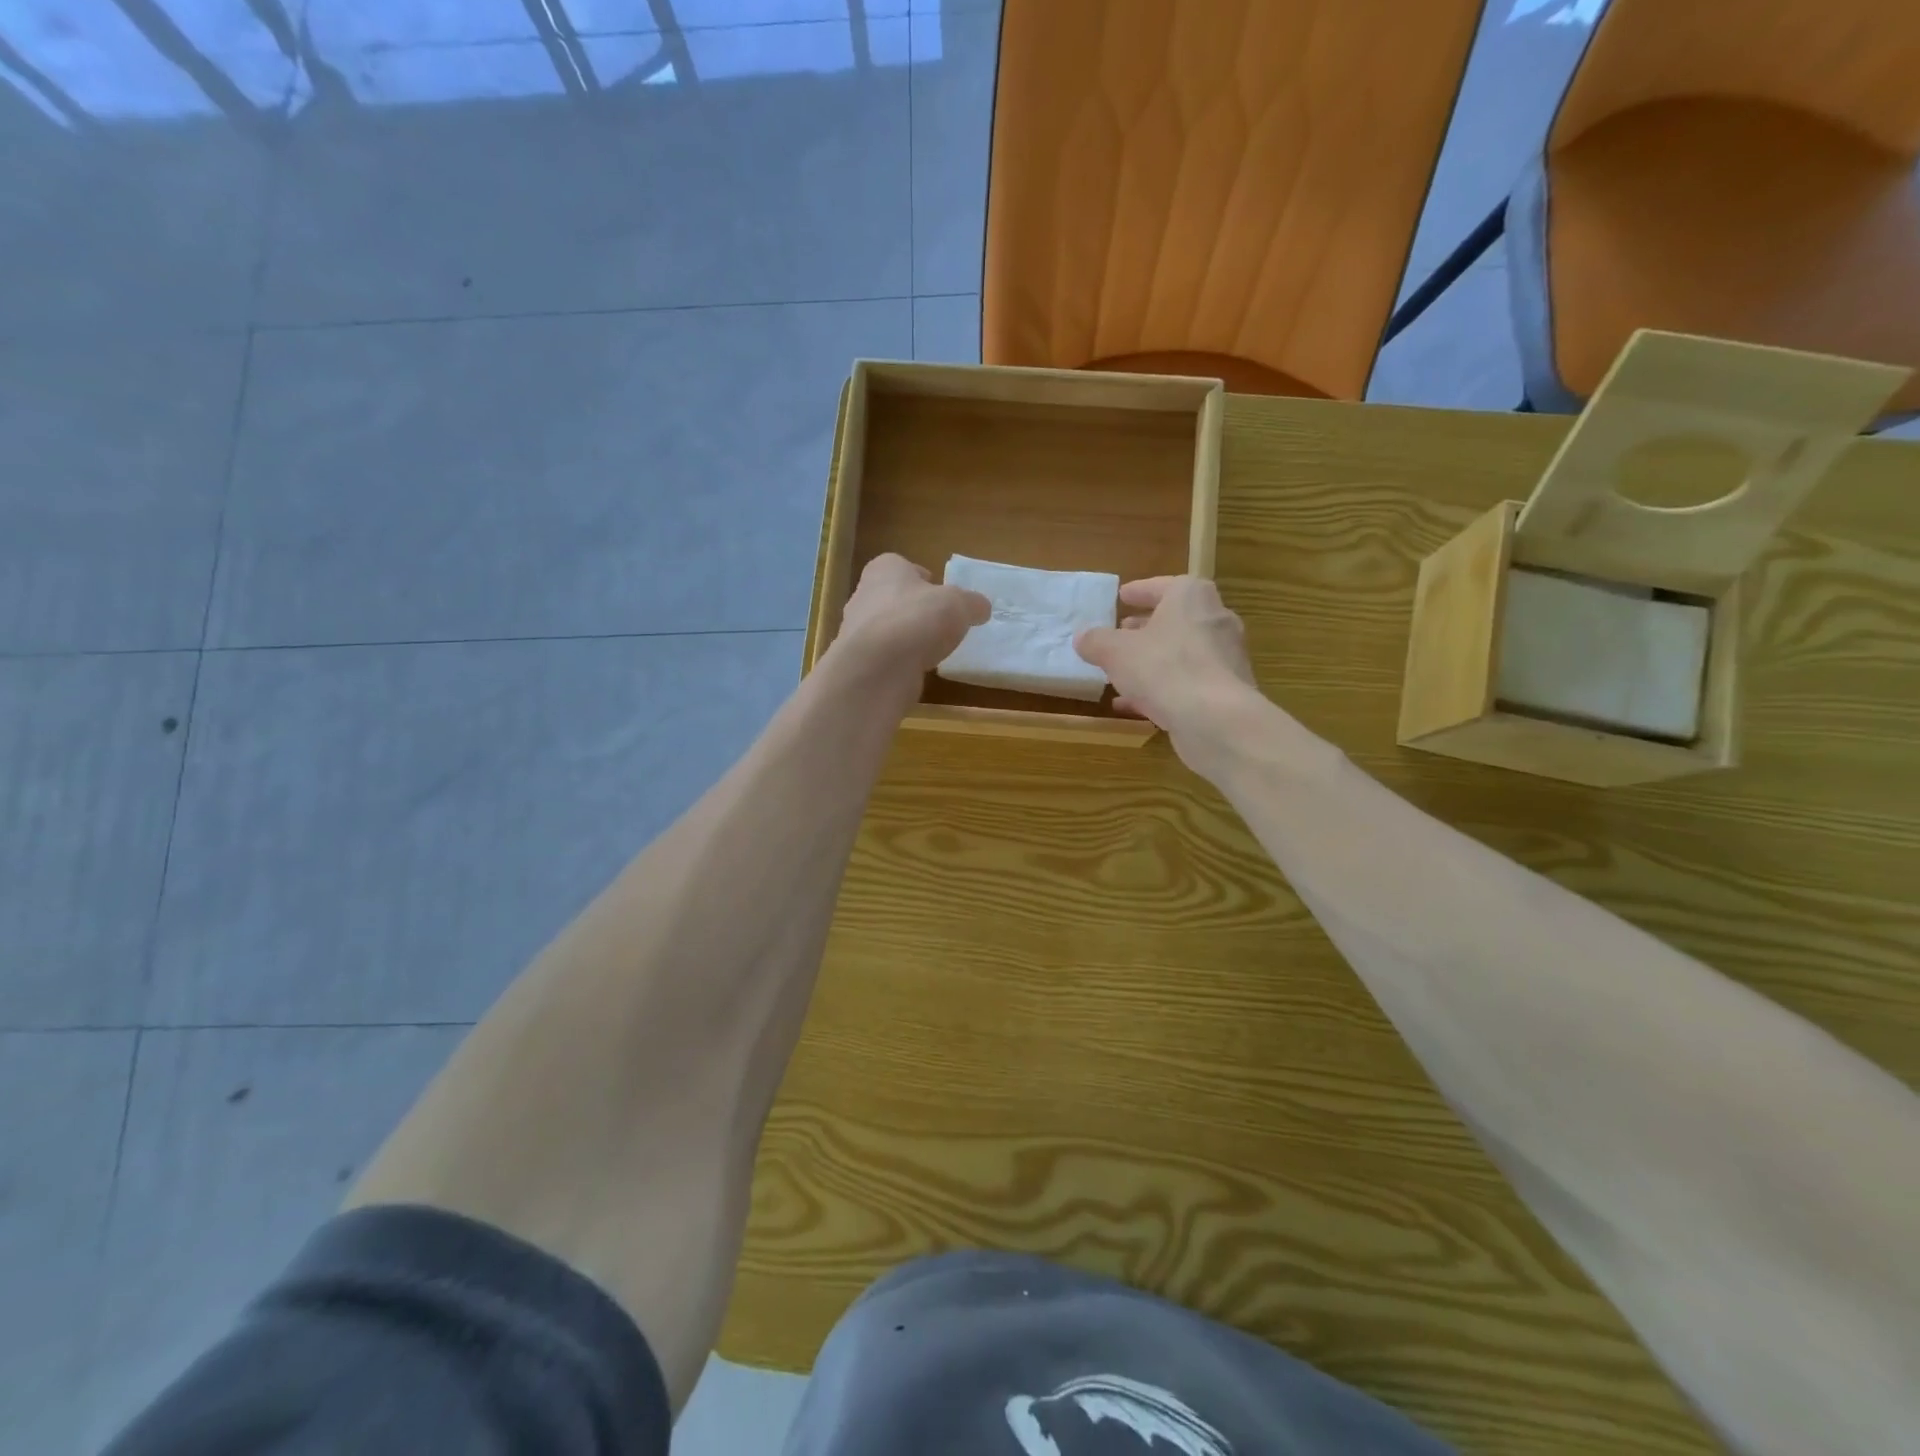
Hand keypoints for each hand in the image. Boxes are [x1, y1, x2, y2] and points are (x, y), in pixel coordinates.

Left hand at [829, 554, 989, 690]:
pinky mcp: (858, 662)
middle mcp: (864, 595)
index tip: (939, 594)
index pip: (902, 566)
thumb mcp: (959, 605)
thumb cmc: (918, 619)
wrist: (878, 667)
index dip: (922, 579)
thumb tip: (981, 608)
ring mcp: (856, 631)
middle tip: (938, 623)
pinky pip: (883, 657)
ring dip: (905, 638)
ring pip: (886, 629)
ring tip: (930, 651)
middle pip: (893, 598)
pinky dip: (898, 662)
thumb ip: (972, 603)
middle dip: (913, 609)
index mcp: (884, 569)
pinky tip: (915, 670)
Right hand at [1074, 576, 1264, 767]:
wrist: (1215, 719)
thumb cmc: (1163, 668)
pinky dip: (1163, 688)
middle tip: (1122, 633)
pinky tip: (1135, 705)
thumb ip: (1096, 641)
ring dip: (1153, 661)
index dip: (1139, 592)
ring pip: (1181, 653)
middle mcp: (1215, 619)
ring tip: (1123, 672)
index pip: (1162, 586)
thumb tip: (1082, 637)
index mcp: (1191, 597)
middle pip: (1175, 619)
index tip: (1122, 597)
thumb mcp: (1115, 652)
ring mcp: (1225, 656)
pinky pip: (1188, 682)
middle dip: (1146, 627)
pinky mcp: (1227, 690)